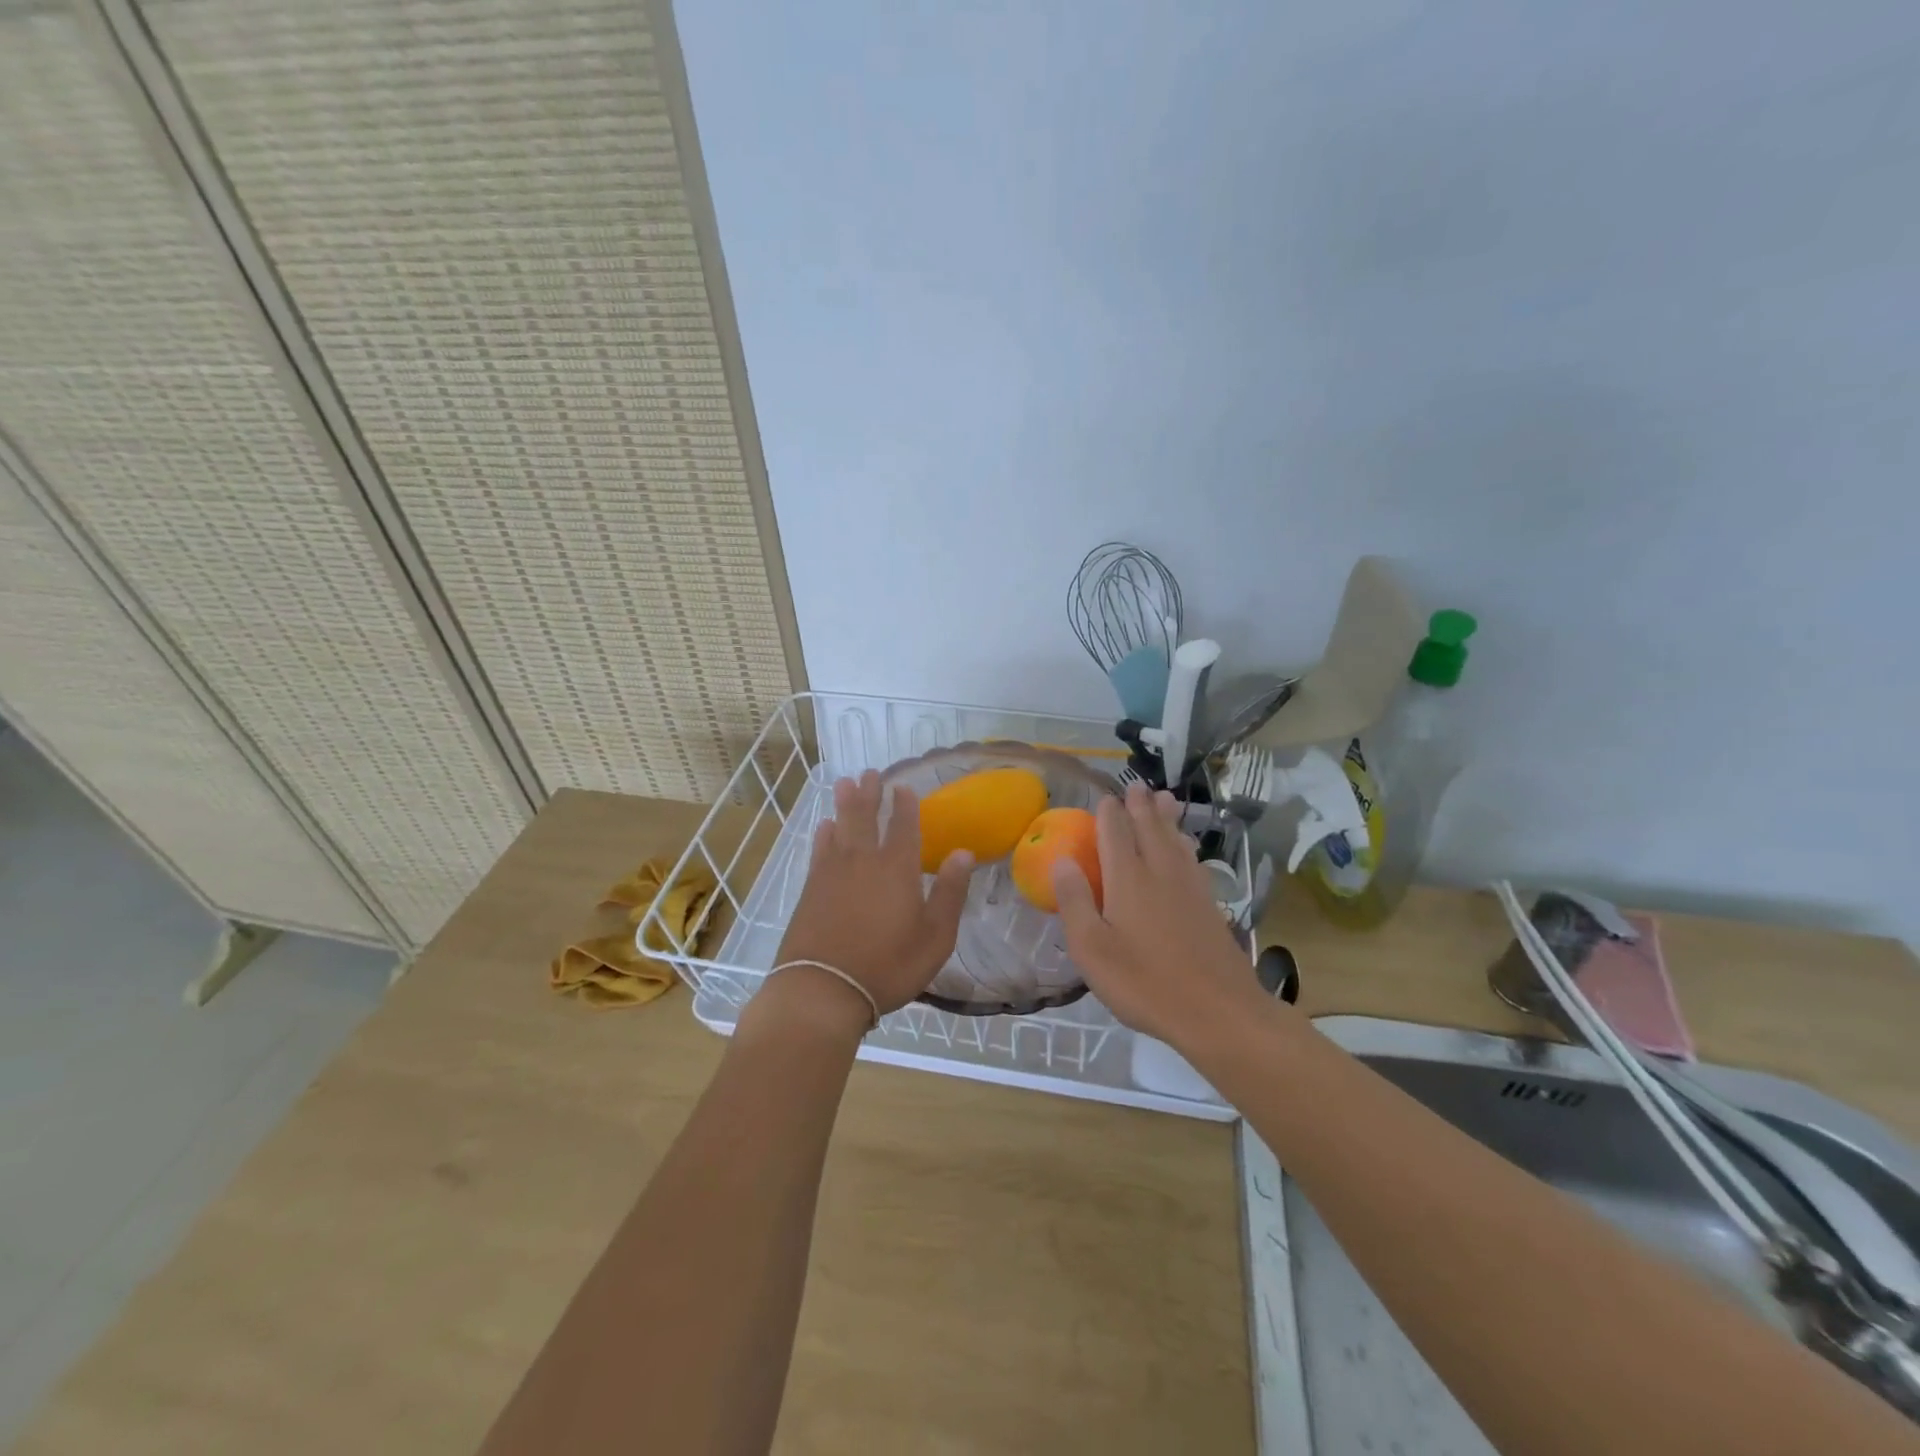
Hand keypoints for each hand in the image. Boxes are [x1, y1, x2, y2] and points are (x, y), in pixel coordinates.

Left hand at [771, 771, 973, 1029]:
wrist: (823, 989)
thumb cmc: (888, 965)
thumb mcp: (935, 937)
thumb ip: (950, 893)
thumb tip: (964, 853)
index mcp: (897, 869)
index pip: (903, 826)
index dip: (904, 804)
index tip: (903, 787)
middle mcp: (864, 861)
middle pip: (866, 817)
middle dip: (869, 794)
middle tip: (870, 773)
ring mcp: (832, 873)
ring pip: (840, 827)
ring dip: (844, 804)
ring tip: (845, 783)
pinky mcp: (811, 889)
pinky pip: (819, 850)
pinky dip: (824, 834)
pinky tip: (825, 827)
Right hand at [1050, 781, 1263, 1047]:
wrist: (1219, 1011)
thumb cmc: (1145, 983)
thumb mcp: (1092, 950)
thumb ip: (1075, 902)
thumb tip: (1061, 860)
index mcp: (1128, 879)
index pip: (1115, 832)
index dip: (1109, 813)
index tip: (1106, 798)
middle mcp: (1160, 872)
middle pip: (1149, 828)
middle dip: (1141, 806)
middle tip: (1137, 786)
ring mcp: (1189, 887)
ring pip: (1175, 840)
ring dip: (1166, 817)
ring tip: (1165, 799)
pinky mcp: (1209, 904)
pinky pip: (1192, 859)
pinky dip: (1184, 844)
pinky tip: (1186, 847)